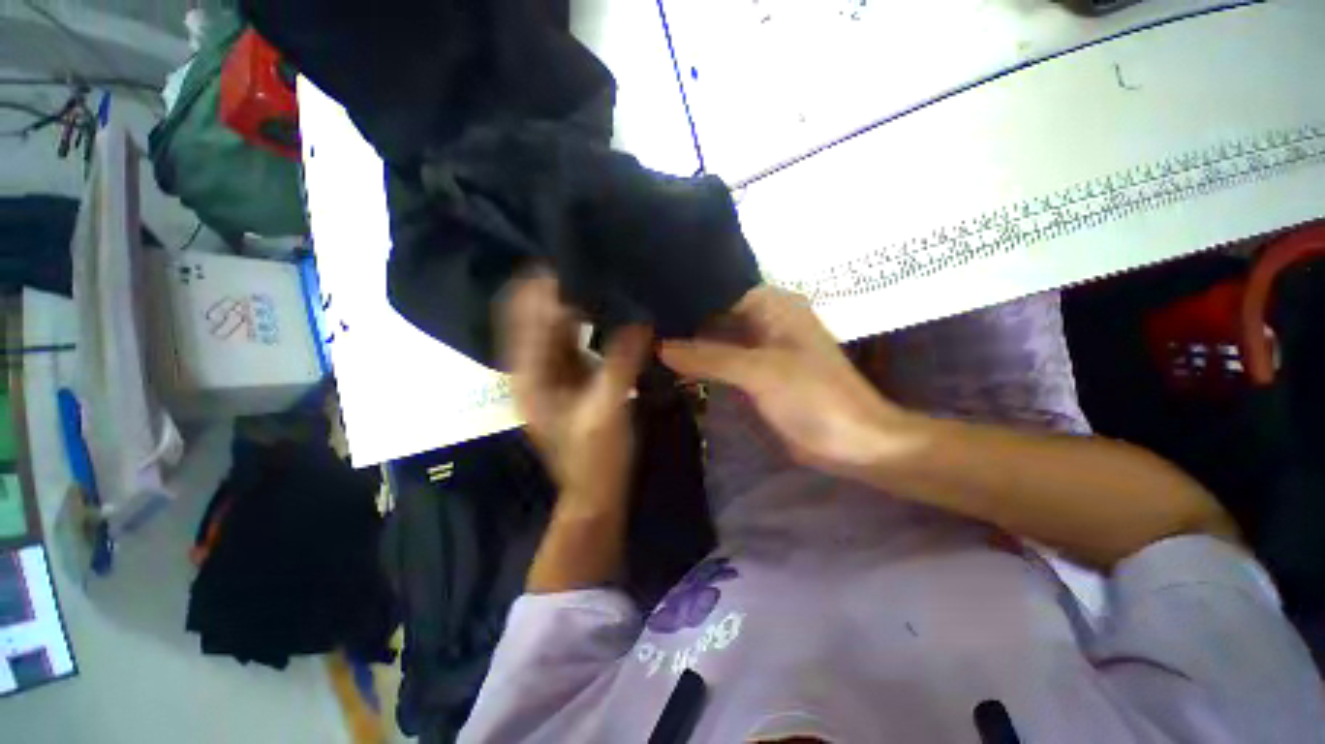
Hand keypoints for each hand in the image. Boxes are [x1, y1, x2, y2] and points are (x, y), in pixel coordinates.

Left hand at [501, 272, 652, 510]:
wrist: (596, 492)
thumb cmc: (596, 458)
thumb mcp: (607, 410)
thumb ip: (621, 362)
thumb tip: (642, 319)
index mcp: (528, 374)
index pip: (525, 312)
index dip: (545, 284)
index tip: (576, 257)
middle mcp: (531, 366)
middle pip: (536, 312)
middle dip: (560, 287)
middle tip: (594, 261)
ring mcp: (550, 371)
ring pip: (555, 323)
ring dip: (575, 301)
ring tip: (604, 277)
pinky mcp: (570, 376)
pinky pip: (573, 337)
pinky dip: (587, 320)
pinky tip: (610, 309)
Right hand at [660, 286, 914, 477]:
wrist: (852, 443)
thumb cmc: (814, 398)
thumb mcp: (760, 372)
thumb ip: (709, 356)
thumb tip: (660, 346)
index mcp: (772, 305)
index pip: (719, 289)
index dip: (686, 293)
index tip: (648, 297)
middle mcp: (763, 320)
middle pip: (715, 313)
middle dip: (683, 319)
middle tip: (640, 321)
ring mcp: (758, 348)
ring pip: (716, 338)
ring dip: (689, 342)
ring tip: (645, 339)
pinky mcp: (754, 374)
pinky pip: (721, 361)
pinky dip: (700, 364)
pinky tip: (670, 364)